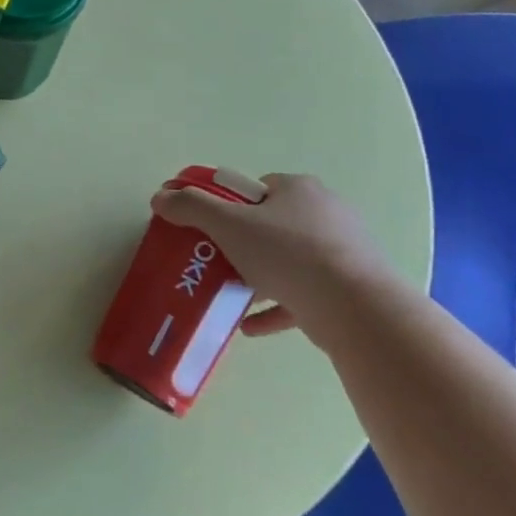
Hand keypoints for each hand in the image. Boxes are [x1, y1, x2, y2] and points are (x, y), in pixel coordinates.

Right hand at [150, 173, 409, 349]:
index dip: (230, 207)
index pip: (256, 189)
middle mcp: (325, 212)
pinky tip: (249, 326)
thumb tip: (160, 197)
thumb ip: (192, 208)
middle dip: (244, 244)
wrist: (355, 307)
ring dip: (259, 278)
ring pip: (290, 261)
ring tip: (231, 295)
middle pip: (273, 224)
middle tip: (218, 262)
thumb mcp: (228, 225)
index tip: (212, 230)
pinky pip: (305, 294)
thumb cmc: (287, 254)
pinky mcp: (351, 287)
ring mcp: (343, 251)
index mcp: (298, 189)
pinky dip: (277, 307)